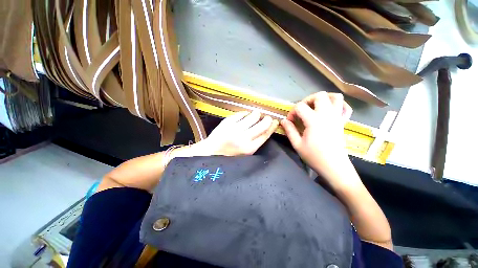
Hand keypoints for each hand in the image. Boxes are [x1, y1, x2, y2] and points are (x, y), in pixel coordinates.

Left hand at [195, 110, 278, 155]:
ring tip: (255, 115)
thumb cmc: (230, 154)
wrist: (211, 151)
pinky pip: (242, 113)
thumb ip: (256, 141)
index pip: (266, 134)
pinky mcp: (227, 121)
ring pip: (253, 116)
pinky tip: (245, 116)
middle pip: (262, 124)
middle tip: (266, 117)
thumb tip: (267, 127)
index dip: (272, 126)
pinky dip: (245, 113)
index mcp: (250, 148)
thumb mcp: (246, 153)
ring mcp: (235, 128)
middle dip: (267, 119)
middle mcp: (243, 138)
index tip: (275, 121)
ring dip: (257, 114)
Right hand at [280, 92, 353, 185]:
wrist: (334, 166)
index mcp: (314, 120)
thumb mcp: (297, 144)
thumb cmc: (314, 156)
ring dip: (324, 98)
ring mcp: (337, 117)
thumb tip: (283, 121)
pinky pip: (346, 107)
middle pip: (320, 95)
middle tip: (302, 110)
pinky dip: (339, 105)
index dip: (292, 112)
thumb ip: (289, 130)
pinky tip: (331, 111)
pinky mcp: (343, 122)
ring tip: (316, 106)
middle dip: (308, 100)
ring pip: (335, 97)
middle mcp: (327, 115)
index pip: (300, 106)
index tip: (290, 121)